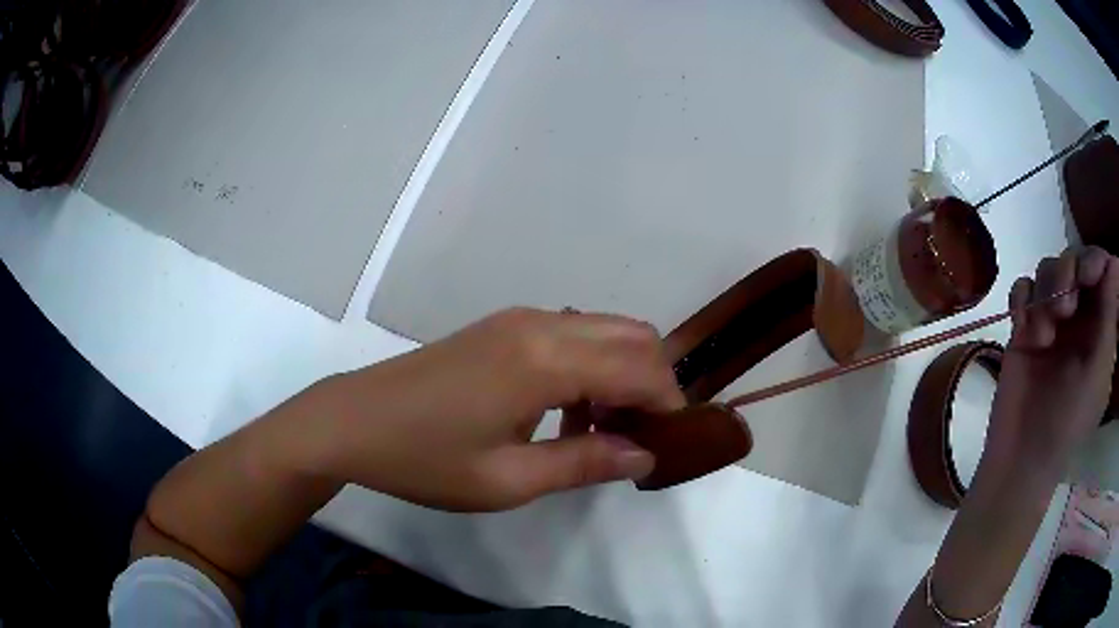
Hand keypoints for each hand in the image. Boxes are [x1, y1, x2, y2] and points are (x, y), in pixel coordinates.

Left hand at [311, 308, 684, 510]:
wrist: (352, 421)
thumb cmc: (425, 459)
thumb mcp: (507, 480)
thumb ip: (584, 463)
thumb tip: (644, 456)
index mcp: (545, 360)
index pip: (641, 368)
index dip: (668, 405)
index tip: (670, 444)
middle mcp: (541, 324)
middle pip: (633, 335)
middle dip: (655, 383)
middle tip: (642, 437)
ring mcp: (519, 319)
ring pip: (605, 329)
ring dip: (623, 372)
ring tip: (607, 430)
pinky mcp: (502, 327)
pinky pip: (572, 334)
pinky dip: (592, 365)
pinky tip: (567, 410)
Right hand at [984, 246, 1118, 477]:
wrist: (1022, 457)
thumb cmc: (1069, 422)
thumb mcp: (1097, 374)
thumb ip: (1109, 319)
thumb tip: (1114, 262)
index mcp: (1098, 325)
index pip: (1100, 271)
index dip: (1094, 261)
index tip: (1087, 276)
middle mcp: (1078, 316)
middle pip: (1074, 260)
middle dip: (1068, 273)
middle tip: (1064, 308)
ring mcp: (1050, 320)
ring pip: (1047, 269)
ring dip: (1046, 292)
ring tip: (1043, 334)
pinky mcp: (1024, 328)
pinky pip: (1022, 288)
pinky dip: (1022, 300)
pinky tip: (1023, 328)